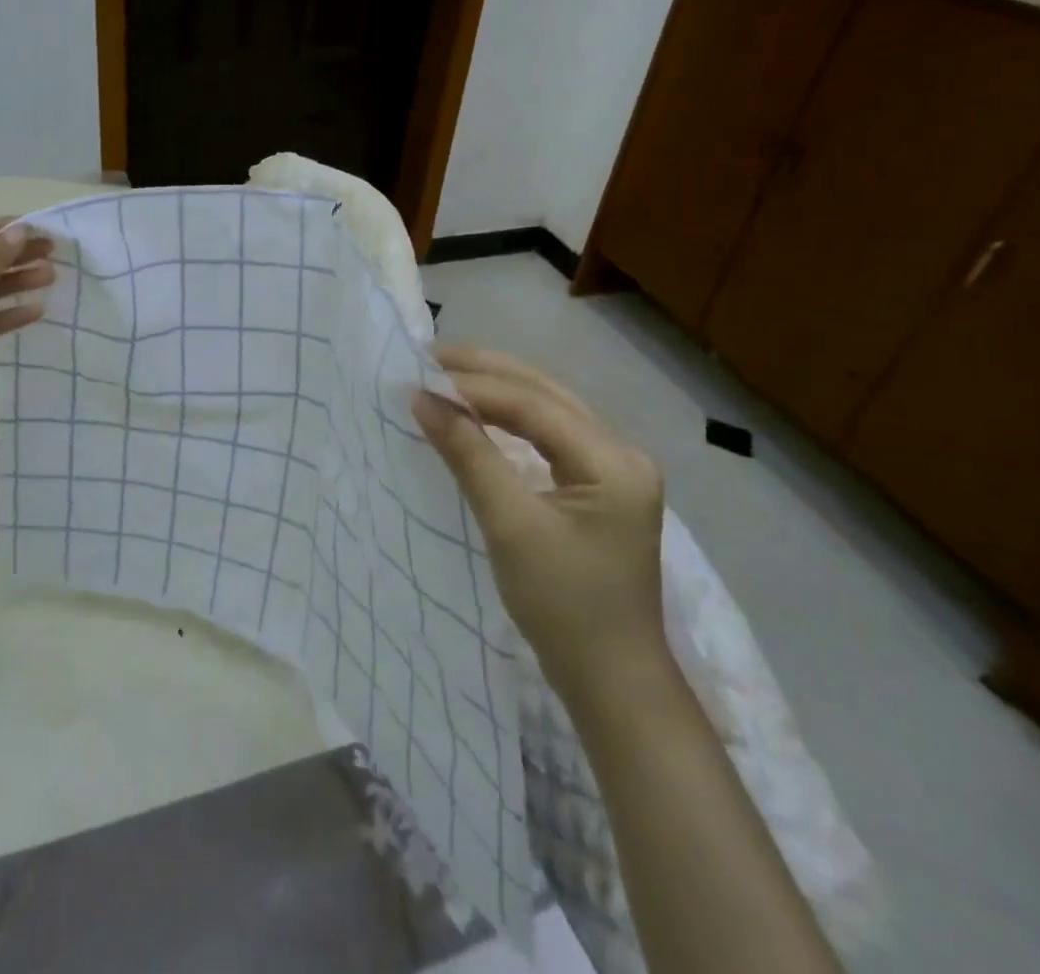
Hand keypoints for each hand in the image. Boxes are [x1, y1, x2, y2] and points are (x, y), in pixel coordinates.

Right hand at [412, 343, 668, 706]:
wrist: (612, 682)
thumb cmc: (564, 606)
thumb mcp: (510, 526)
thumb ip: (469, 455)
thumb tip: (422, 399)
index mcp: (614, 460)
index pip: (533, 403)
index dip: (473, 386)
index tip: (418, 377)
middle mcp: (621, 453)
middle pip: (546, 393)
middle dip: (486, 372)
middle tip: (428, 358)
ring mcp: (613, 470)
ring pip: (548, 410)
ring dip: (496, 390)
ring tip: (445, 376)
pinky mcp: (599, 487)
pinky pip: (549, 436)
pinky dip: (509, 419)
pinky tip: (478, 414)